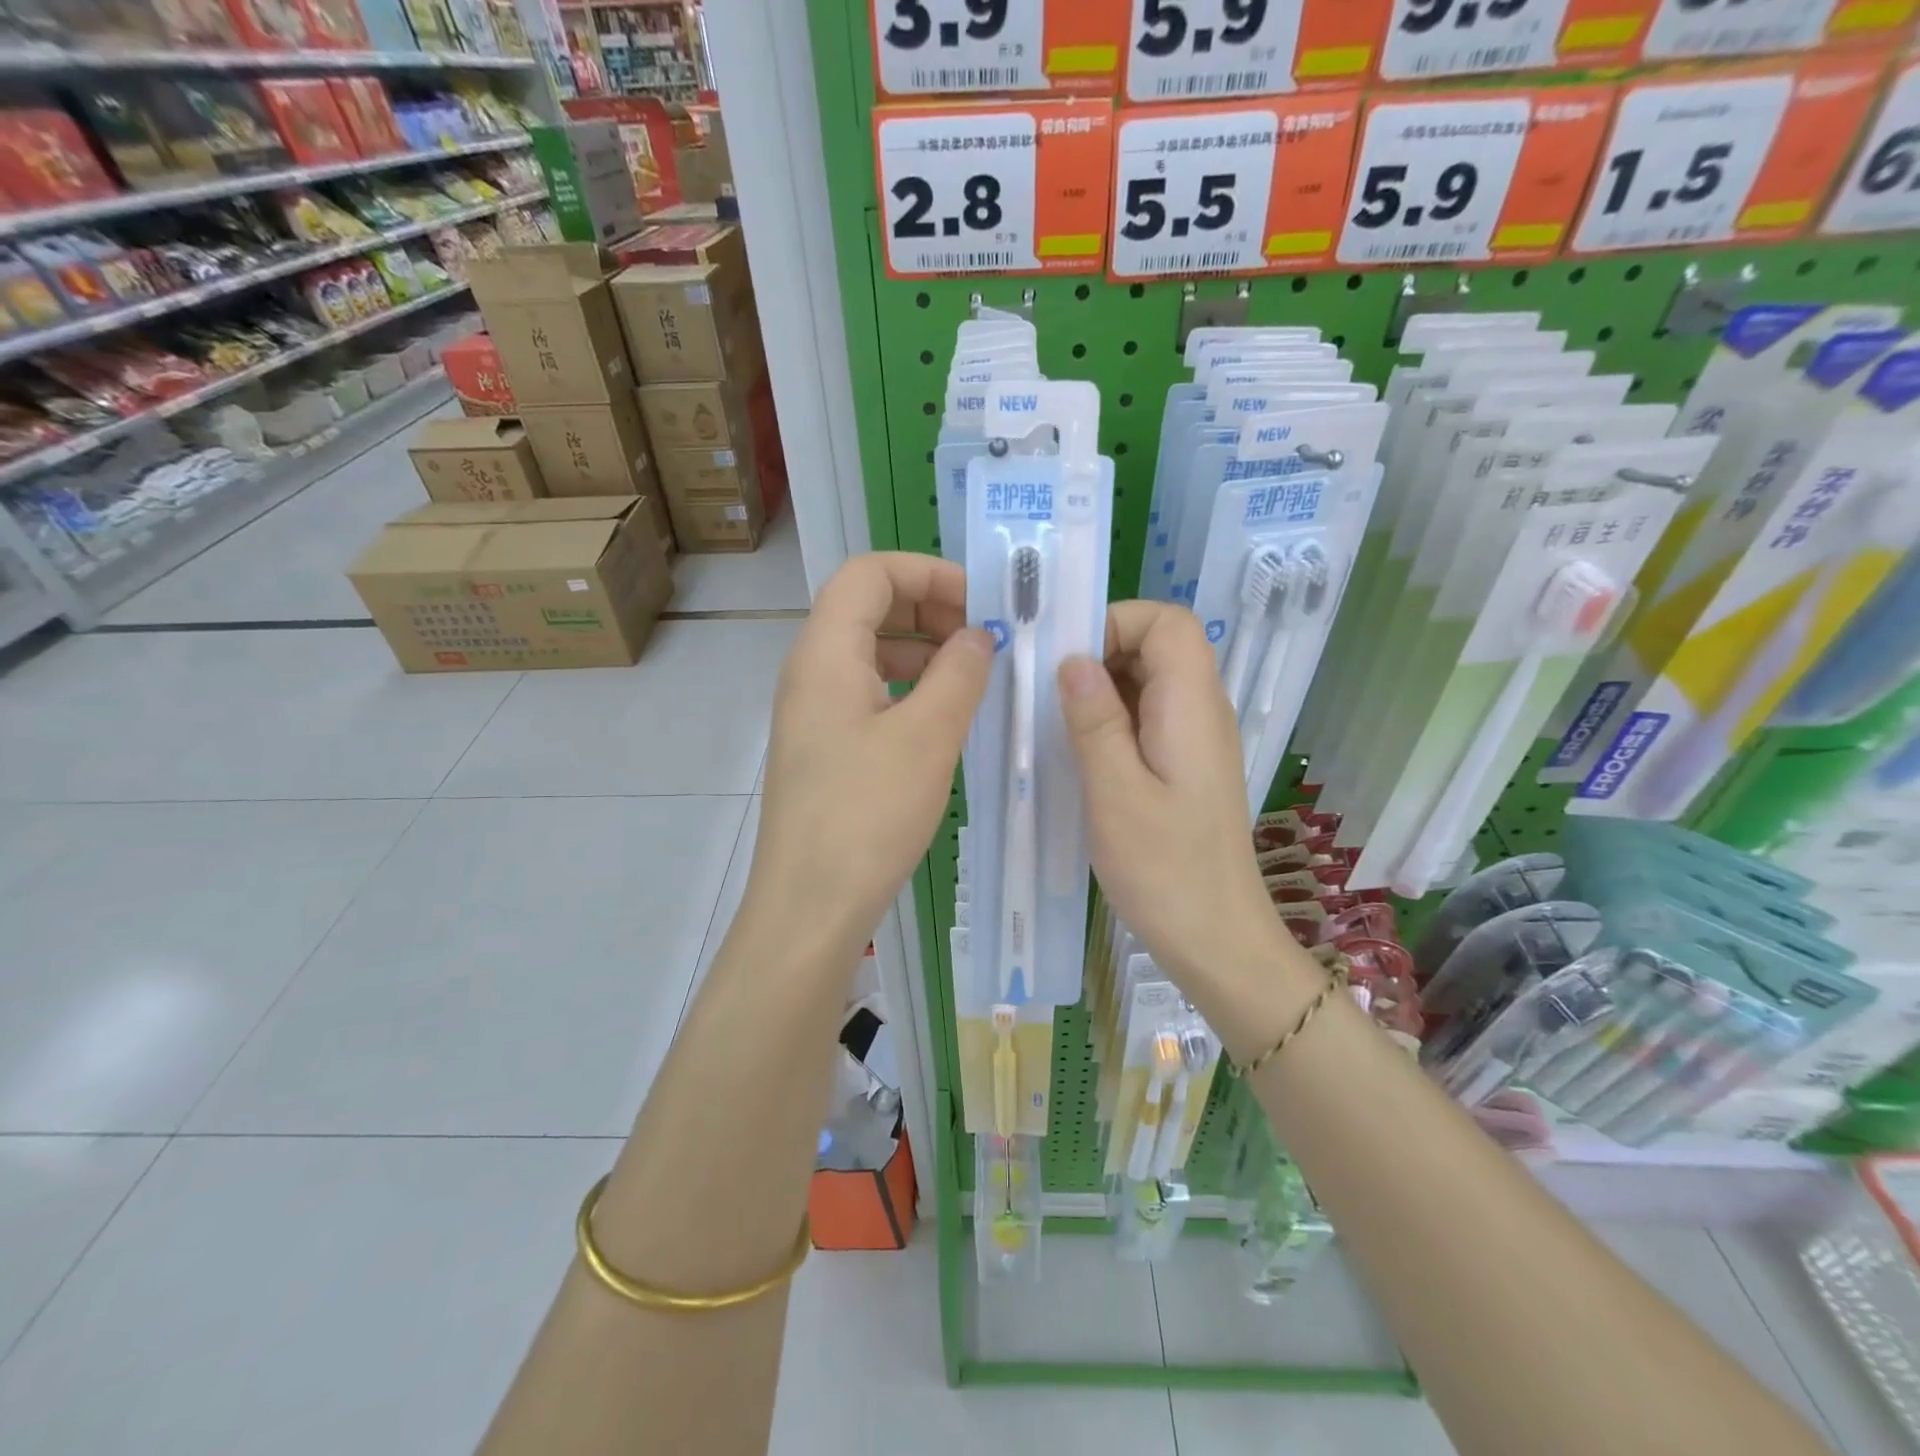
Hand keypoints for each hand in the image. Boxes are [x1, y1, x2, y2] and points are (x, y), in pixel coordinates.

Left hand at [748, 553, 990, 955]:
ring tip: (973, 676)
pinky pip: (867, 693)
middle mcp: (810, 671)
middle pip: (867, 606)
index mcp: (825, 652)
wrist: (810, 906)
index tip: (981, 602)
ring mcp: (812, 711)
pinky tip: (942, 717)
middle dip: (929, 608)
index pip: (870, 572)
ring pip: (869, 652)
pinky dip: (907, 688)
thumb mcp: (928, 736)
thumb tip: (978, 635)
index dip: (928, 572)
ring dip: (922, 650)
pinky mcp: (822, 747)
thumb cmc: (868, 814)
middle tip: (983, 638)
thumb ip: (959, 673)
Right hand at [1057, 601, 1295, 1002]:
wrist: (1216, 938)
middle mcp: (1202, 712)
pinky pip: (1148, 718)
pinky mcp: (1186, 766)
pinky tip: (1080, 753)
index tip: (1066, 660)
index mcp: (1192, 706)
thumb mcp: (1115, 792)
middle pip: (1158, 646)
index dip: (1116, 623)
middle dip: (1100, 653)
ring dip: (1102, 690)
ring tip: (1055, 723)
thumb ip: (1095, 720)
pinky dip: (1112, 720)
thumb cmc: (1164, 869)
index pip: (1167, 622)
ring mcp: (1196, 740)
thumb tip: (1074, 660)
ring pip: (1150, 682)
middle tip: (1047, 693)